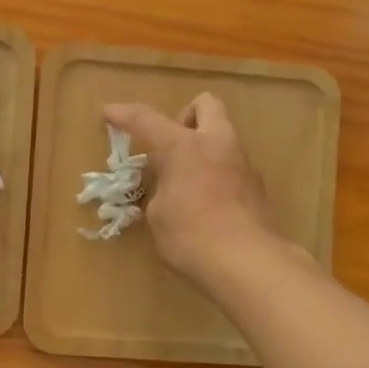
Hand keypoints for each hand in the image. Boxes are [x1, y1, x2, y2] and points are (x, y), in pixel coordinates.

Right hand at [102, 94, 290, 285]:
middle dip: (186, 117)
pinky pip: (233, 167)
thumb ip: (160, 192)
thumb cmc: (191, 237)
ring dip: (204, 148)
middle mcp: (217, 144)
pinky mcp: (258, 187)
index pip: (146, 119)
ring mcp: (243, 163)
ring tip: (188, 182)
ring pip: (223, 137)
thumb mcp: (159, 216)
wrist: (248, 262)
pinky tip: (210, 204)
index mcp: (183, 147)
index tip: (110, 114)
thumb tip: (169, 191)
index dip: (124, 115)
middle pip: (206, 105)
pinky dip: (218, 174)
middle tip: (171, 146)